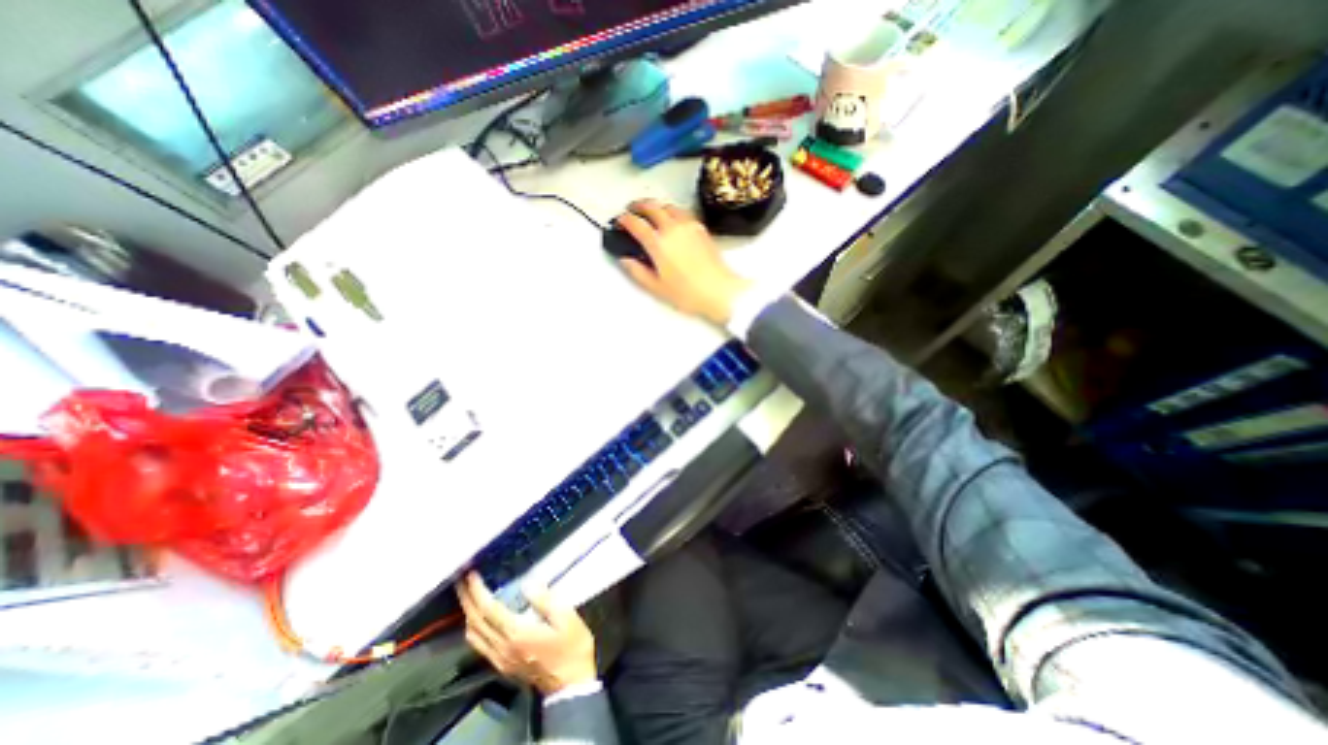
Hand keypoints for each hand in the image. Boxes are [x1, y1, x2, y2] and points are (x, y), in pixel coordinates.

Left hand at [460, 572, 600, 694]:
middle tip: (462, 579)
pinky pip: (479, 644)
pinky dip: (473, 627)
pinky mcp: (501, 665)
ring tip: (468, 594)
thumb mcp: (567, 618)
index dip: (477, 591)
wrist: (570, 684)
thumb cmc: (572, 646)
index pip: (489, 609)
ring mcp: (499, 659)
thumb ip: (545, 600)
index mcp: (517, 633)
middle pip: (475, 621)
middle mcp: (502, 647)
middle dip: (466, 599)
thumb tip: (528, 584)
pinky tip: (478, 618)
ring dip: (467, 613)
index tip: (471, 574)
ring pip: (473, 635)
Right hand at [617, 202, 749, 324]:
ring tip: (650, 212)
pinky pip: (682, 211)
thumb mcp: (657, 287)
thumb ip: (638, 272)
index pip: (636, 223)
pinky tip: (671, 219)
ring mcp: (689, 226)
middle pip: (652, 206)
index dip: (624, 220)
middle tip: (632, 210)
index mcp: (659, 243)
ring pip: (668, 205)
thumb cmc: (689, 293)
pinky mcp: (701, 228)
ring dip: (656, 205)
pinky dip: (671, 210)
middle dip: (638, 205)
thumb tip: (626, 260)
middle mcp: (673, 229)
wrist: (719, 291)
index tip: (620, 221)